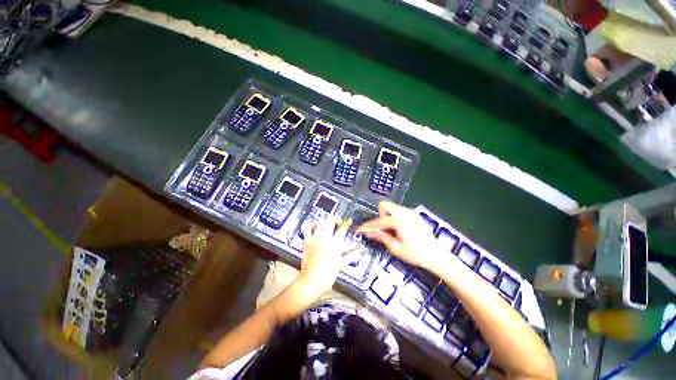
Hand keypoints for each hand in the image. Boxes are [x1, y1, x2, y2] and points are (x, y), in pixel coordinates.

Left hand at [296, 218, 357, 301]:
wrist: (311, 281)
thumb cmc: (327, 275)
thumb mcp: (340, 265)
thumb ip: (350, 256)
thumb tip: (358, 252)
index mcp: (335, 244)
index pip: (343, 229)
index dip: (347, 223)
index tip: (348, 221)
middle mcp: (325, 238)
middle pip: (331, 221)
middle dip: (336, 220)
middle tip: (337, 223)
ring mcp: (315, 238)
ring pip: (320, 222)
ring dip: (324, 222)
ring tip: (326, 225)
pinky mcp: (306, 241)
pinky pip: (307, 228)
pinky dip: (310, 225)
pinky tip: (312, 225)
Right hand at [356, 201, 437, 269]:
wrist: (436, 255)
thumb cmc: (415, 253)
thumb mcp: (395, 248)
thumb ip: (380, 237)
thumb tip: (368, 233)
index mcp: (397, 220)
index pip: (377, 222)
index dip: (367, 227)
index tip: (359, 230)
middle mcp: (403, 212)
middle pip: (384, 206)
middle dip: (380, 216)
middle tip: (383, 230)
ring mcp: (410, 212)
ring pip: (392, 207)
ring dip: (387, 216)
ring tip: (392, 230)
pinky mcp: (415, 215)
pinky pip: (400, 211)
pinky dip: (395, 217)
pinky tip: (401, 229)